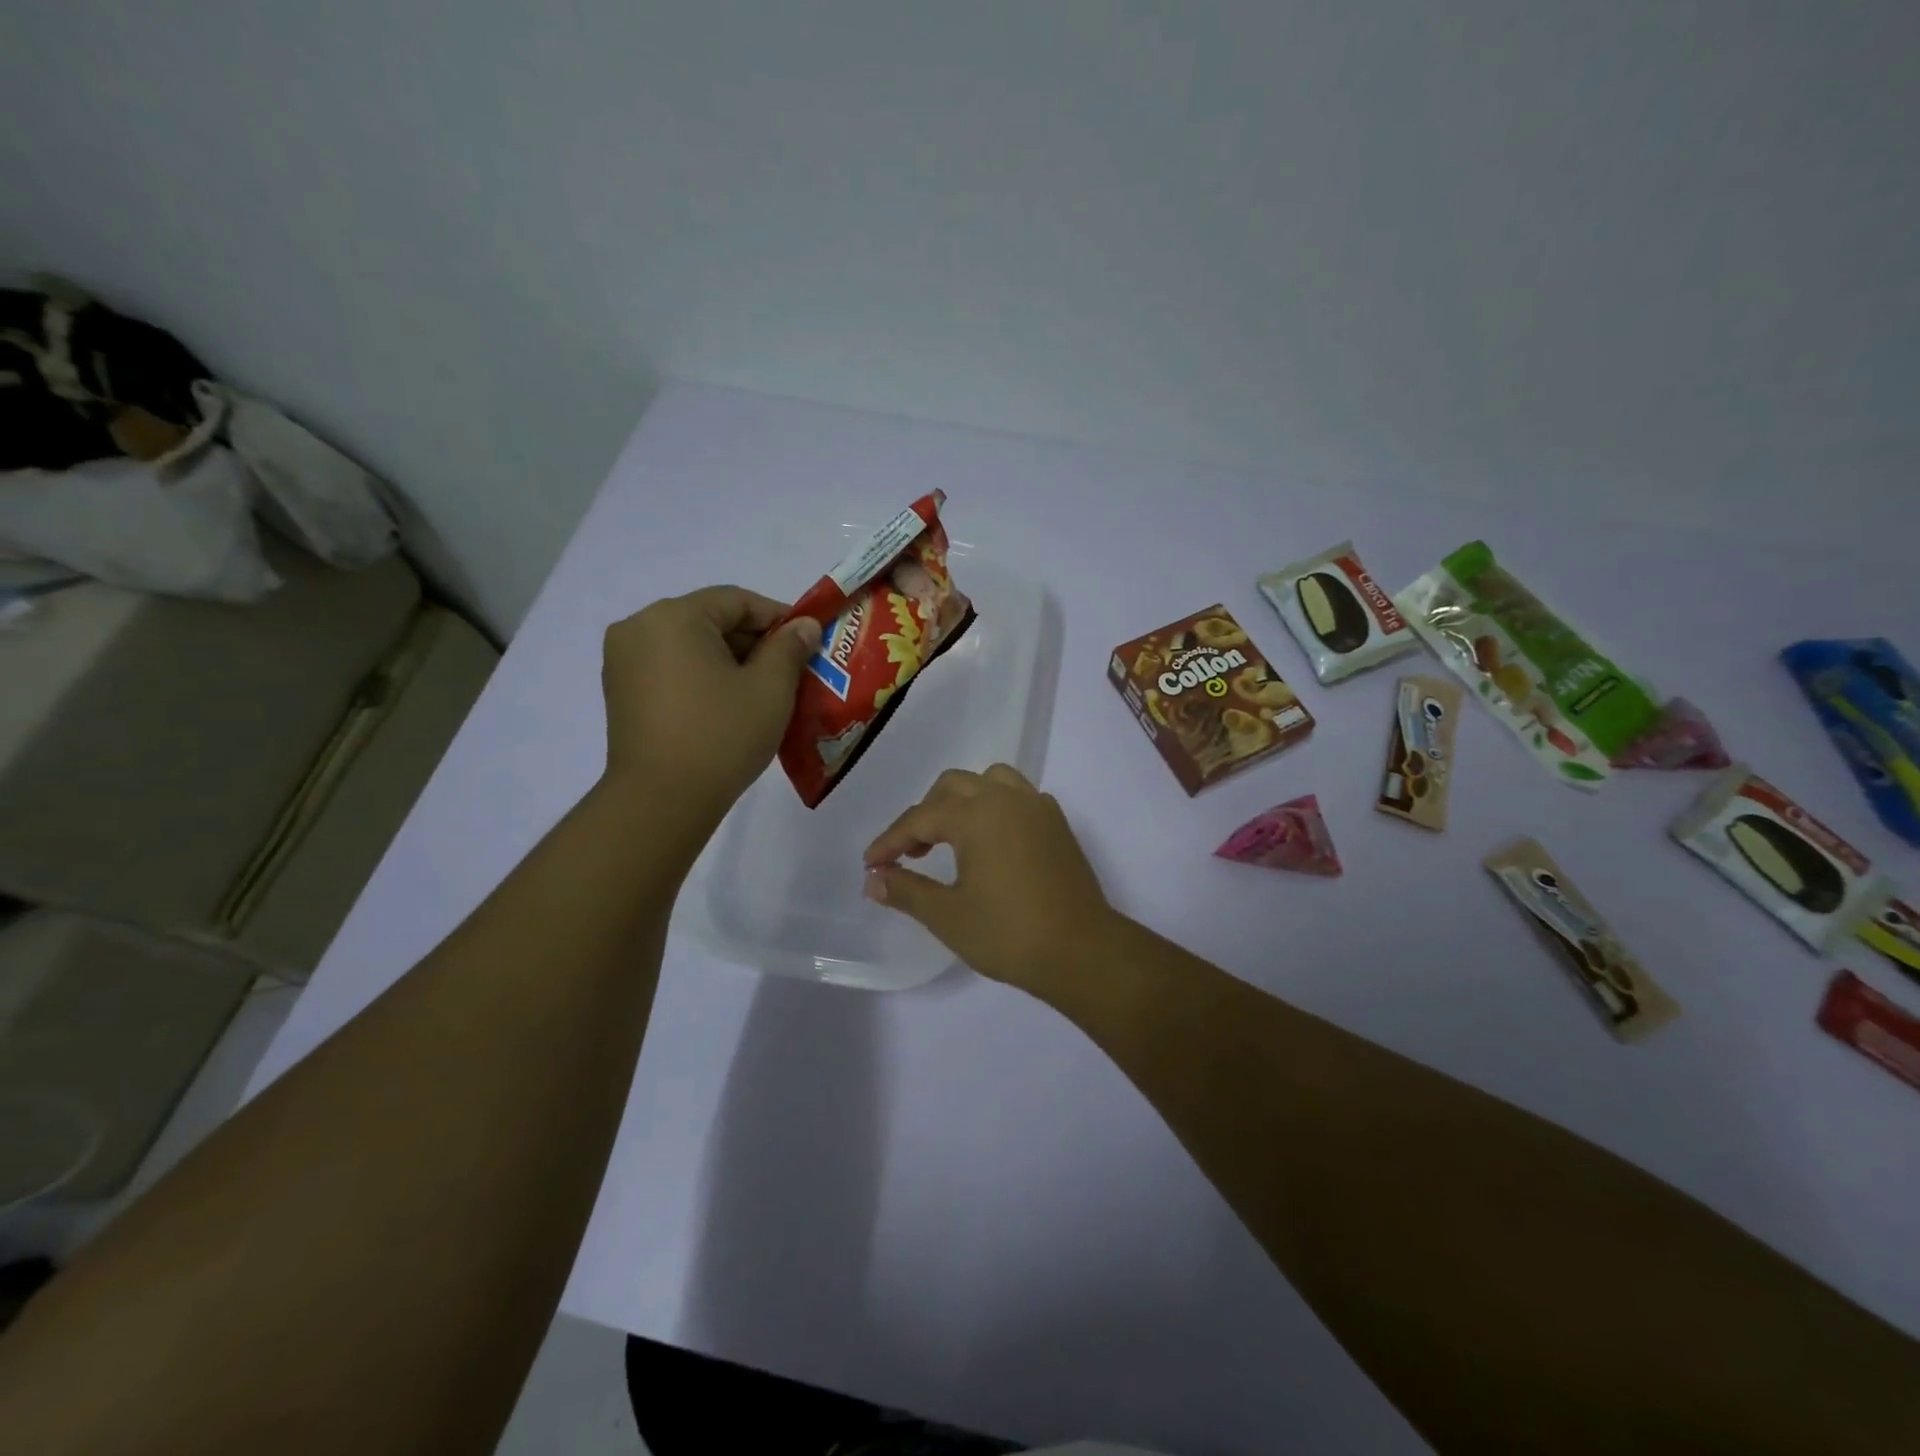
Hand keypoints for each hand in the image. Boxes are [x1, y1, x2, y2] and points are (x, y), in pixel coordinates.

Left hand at [601, 586, 820, 816]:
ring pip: (690, 645)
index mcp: (674, 616)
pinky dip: (703, 676)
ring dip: (729, 660)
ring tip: (764, 690)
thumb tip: (804, 626)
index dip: (779, 617)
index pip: (737, 600)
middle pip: (710, 620)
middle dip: (754, 641)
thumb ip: (790, 648)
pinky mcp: (621, 692)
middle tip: (792, 669)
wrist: (661, 800)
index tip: (809, 641)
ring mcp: (623, 661)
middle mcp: (640, 627)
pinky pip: (671, 668)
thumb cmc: (721, 735)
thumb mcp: (770, 688)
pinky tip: (729, 704)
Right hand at [862, 765, 1116, 995]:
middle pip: (953, 786)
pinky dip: (995, 808)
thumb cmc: (1008, 933)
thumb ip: (906, 891)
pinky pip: (1018, 797)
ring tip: (951, 838)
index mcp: (977, 814)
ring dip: (962, 801)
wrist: (1081, 951)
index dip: (890, 841)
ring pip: (990, 781)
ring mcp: (1038, 807)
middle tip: (911, 854)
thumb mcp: (947, 915)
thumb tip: (873, 880)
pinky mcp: (1058, 824)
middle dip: (925, 814)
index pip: (920, 818)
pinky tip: (991, 843)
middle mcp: (1007, 798)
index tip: (871, 864)